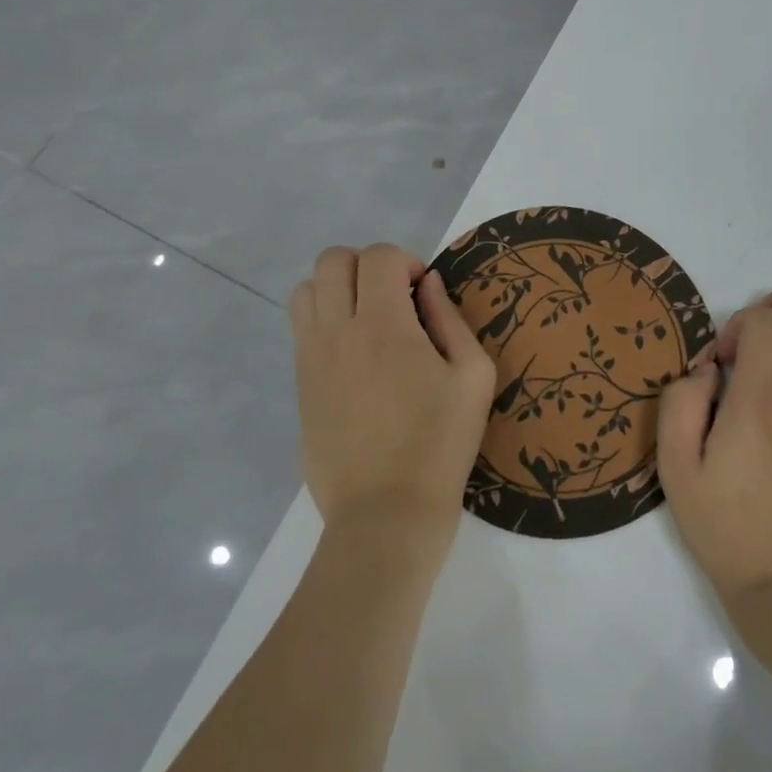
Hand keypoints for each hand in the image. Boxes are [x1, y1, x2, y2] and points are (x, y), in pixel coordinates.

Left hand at [289, 243, 496, 567]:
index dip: (406, 261)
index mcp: (383, 325)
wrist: (385, 515)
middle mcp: (336, 330)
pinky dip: (323, 319)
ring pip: (306, 289)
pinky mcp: (299, 384)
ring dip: (337, 288)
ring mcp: (310, 357)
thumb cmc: (440, 446)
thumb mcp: (472, 377)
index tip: (423, 293)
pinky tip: (353, 354)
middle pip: (333, 260)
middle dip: (368, 265)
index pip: (378, 256)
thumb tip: (429, 285)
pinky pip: (300, 328)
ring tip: (367, 319)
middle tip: (395, 298)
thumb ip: (451, 319)